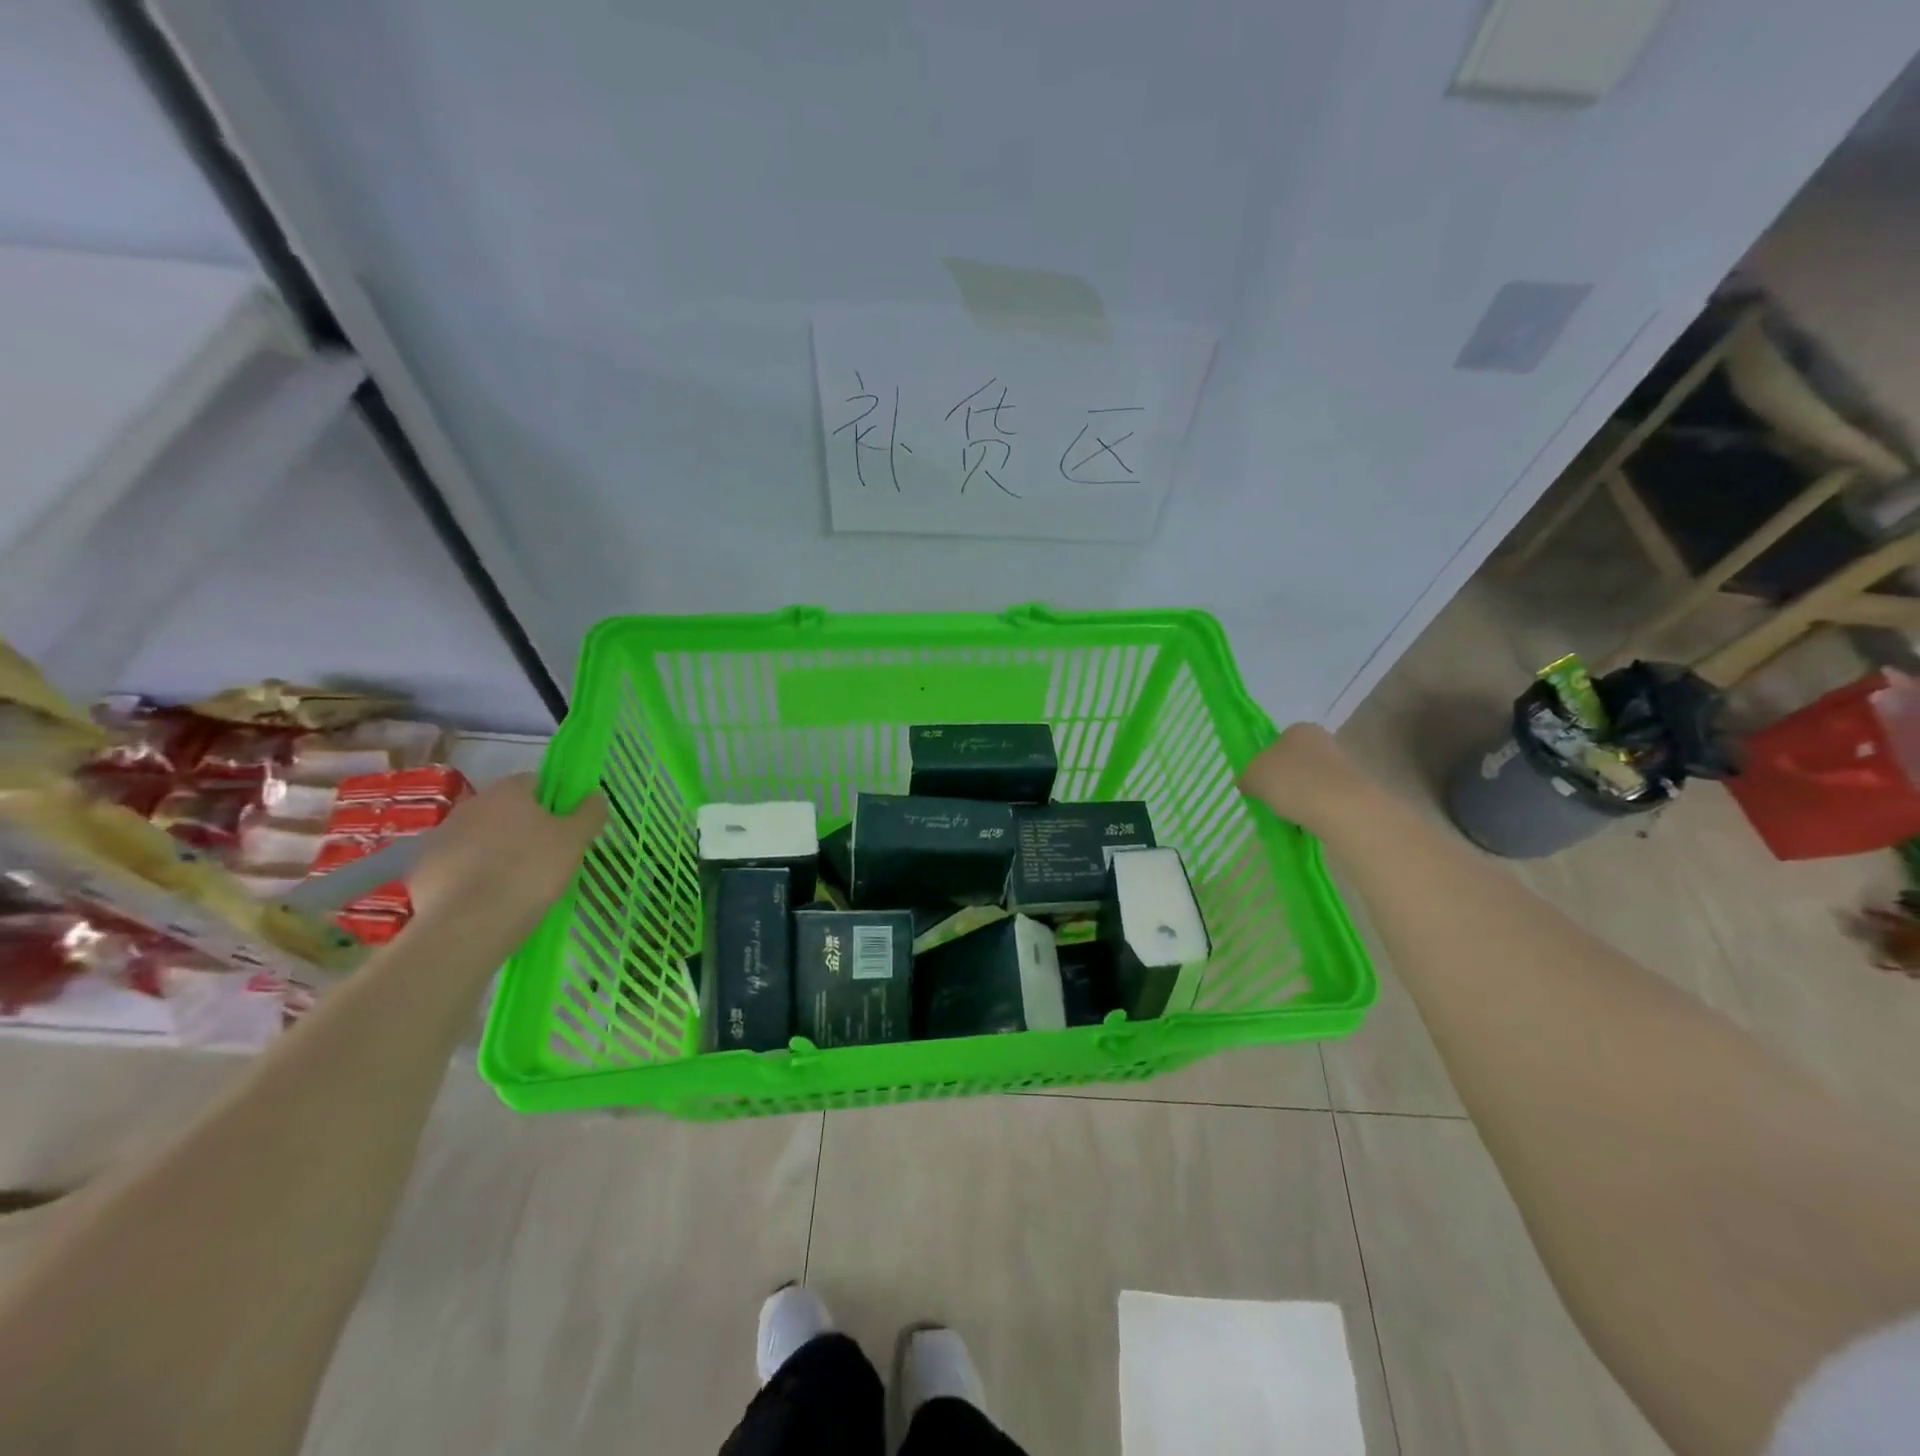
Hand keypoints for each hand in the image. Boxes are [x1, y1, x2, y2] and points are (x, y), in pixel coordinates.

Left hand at [407, 774, 606, 931]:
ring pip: (477, 837)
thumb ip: (589, 813)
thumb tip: (595, 795)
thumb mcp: (574, 841)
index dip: (551, 801)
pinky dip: (470, 875)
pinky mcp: (422, 869)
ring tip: (513, 881)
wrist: (468, 923)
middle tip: (542, 856)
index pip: (533, 781)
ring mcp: (440, 837)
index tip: (563, 827)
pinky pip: (455, 865)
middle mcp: (470, 805)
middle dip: (521, 826)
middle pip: (503, 809)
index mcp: (507, 792)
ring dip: (493, 850)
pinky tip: (485, 898)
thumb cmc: (530, 871)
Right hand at [1237, 723, 1372, 832]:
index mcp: (1298, 729)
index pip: (1277, 742)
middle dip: (1286, 779)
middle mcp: (1324, 739)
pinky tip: (1311, 822)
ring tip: (1291, 816)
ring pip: (1314, 780)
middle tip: (1273, 800)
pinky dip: (1319, 808)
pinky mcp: (1359, 788)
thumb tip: (1248, 782)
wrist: (1345, 809)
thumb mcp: (1254, 778)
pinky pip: (1329, 798)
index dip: (1265, 762)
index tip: (1260, 783)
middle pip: (1297, 760)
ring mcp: (1345, 764)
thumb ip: (1247, 777)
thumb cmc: (1293, 782)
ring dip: (1303, 795)